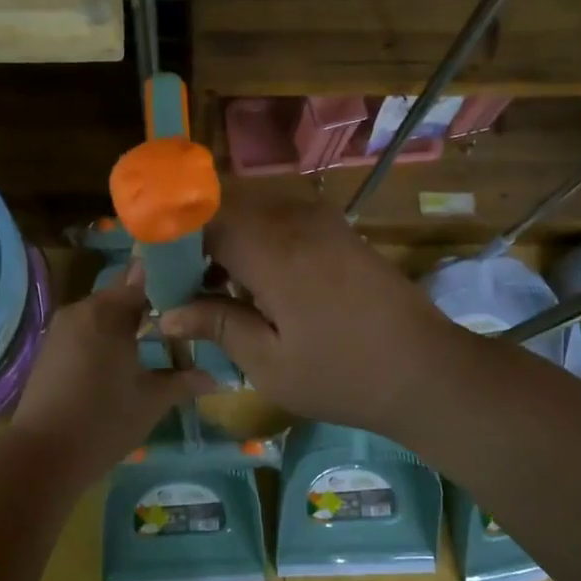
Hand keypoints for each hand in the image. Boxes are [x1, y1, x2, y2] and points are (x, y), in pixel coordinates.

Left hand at [10, 267, 212, 487]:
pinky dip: (106, 337)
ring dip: (127, 323)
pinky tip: (125, 360)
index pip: (144, 277)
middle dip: (151, 305)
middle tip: (183, 322)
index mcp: (107, 312)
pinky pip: (86, 331)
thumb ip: (183, 381)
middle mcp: (80, 310)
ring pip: (103, 314)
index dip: (171, 282)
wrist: (42, 456)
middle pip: (122, 294)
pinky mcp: (50, 349)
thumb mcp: (152, 401)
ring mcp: (60, 329)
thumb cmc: (103, 422)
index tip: (195, 293)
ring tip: (158, 341)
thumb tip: (214, 377)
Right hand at [158, 187, 459, 437]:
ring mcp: (324, 222)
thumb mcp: (270, 363)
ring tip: (215, 286)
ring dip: (228, 236)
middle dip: (196, 235)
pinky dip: (259, 239)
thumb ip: (217, 327)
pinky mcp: (341, 233)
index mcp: (273, 250)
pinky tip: (257, 282)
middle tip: (181, 282)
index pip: (203, 218)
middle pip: (227, 204)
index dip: (170, 237)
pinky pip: (284, 218)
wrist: (428, 371)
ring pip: (256, 208)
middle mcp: (297, 221)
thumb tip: (167, 314)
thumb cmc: (344, 375)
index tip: (153, 270)